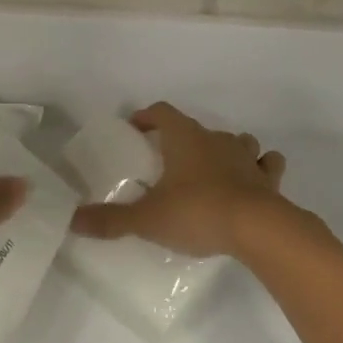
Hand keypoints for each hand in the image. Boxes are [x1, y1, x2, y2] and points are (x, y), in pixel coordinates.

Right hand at [69, 103, 288, 258]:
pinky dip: (260, 169)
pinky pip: (266, 165)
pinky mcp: (268, 180)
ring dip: (225, 150)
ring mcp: (246, 157)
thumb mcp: (147, 219)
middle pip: (197, 128)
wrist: (258, 229)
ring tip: (212, 169)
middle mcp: (216, 140)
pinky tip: (253, 181)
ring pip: (237, 141)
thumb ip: (111, 220)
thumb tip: (73, 220)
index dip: (148, 117)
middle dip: (183, 140)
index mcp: (185, 139)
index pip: (163, 113)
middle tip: (169, 161)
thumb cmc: (197, 212)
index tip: (136, 128)